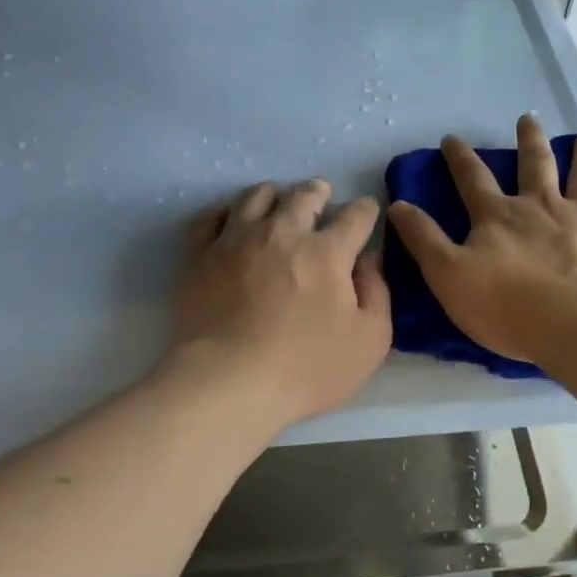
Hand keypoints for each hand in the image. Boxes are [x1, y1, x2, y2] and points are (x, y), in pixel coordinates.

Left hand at [168, 179, 391, 427]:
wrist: (228, 384)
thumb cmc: (307, 370)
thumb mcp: (370, 341)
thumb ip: (377, 293)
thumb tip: (368, 260)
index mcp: (327, 252)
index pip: (355, 216)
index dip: (366, 210)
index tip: (367, 212)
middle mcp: (282, 234)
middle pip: (303, 196)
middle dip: (318, 192)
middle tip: (321, 195)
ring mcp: (236, 241)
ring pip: (256, 197)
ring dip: (274, 195)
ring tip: (276, 201)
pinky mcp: (200, 256)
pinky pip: (210, 218)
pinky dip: (225, 213)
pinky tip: (230, 220)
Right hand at [387, 114, 576, 365]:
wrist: (573, 326)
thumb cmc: (505, 306)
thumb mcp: (447, 275)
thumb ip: (423, 239)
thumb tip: (397, 205)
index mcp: (499, 216)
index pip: (473, 178)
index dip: (460, 158)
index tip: (452, 139)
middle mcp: (542, 206)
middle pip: (535, 164)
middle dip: (529, 140)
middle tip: (528, 119)